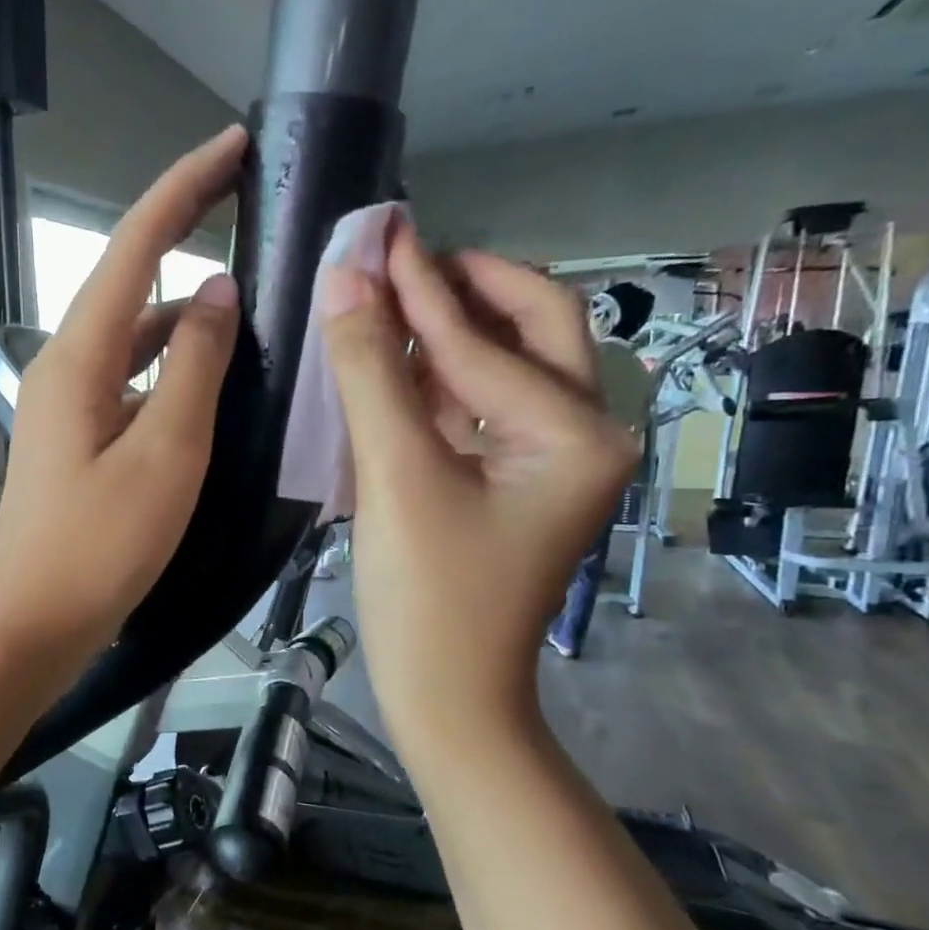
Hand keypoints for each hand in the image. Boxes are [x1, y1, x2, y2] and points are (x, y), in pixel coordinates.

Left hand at [0, 125, 247, 668]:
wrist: (33, 620)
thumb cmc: (100, 544)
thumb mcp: (166, 453)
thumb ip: (194, 365)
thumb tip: (214, 290)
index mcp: (80, 356)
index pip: (133, 245)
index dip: (184, 188)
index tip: (234, 146)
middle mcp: (67, 367)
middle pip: (130, 284)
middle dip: (185, 241)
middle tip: (252, 222)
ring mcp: (69, 406)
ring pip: (134, 339)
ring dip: (183, 317)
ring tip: (248, 310)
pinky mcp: (79, 440)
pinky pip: (131, 383)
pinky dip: (171, 371)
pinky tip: (209, 387)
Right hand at [322, 232, 637, 747]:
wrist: (445, 698)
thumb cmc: (428, 598)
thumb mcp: (396, 479)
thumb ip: (371, 374)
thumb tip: (345, 280)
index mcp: (577, 435)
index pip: (487, 343)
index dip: (420, 290)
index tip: (379, 231)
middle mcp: (583, 437)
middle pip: (531, 332)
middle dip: (465, 290)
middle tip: (401, 257)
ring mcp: (552, 462)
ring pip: (504, 369)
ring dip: (447, 332)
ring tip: (388, 297)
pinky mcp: (515, 484)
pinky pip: (481, 410)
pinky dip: (437, 381)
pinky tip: (393, 364)